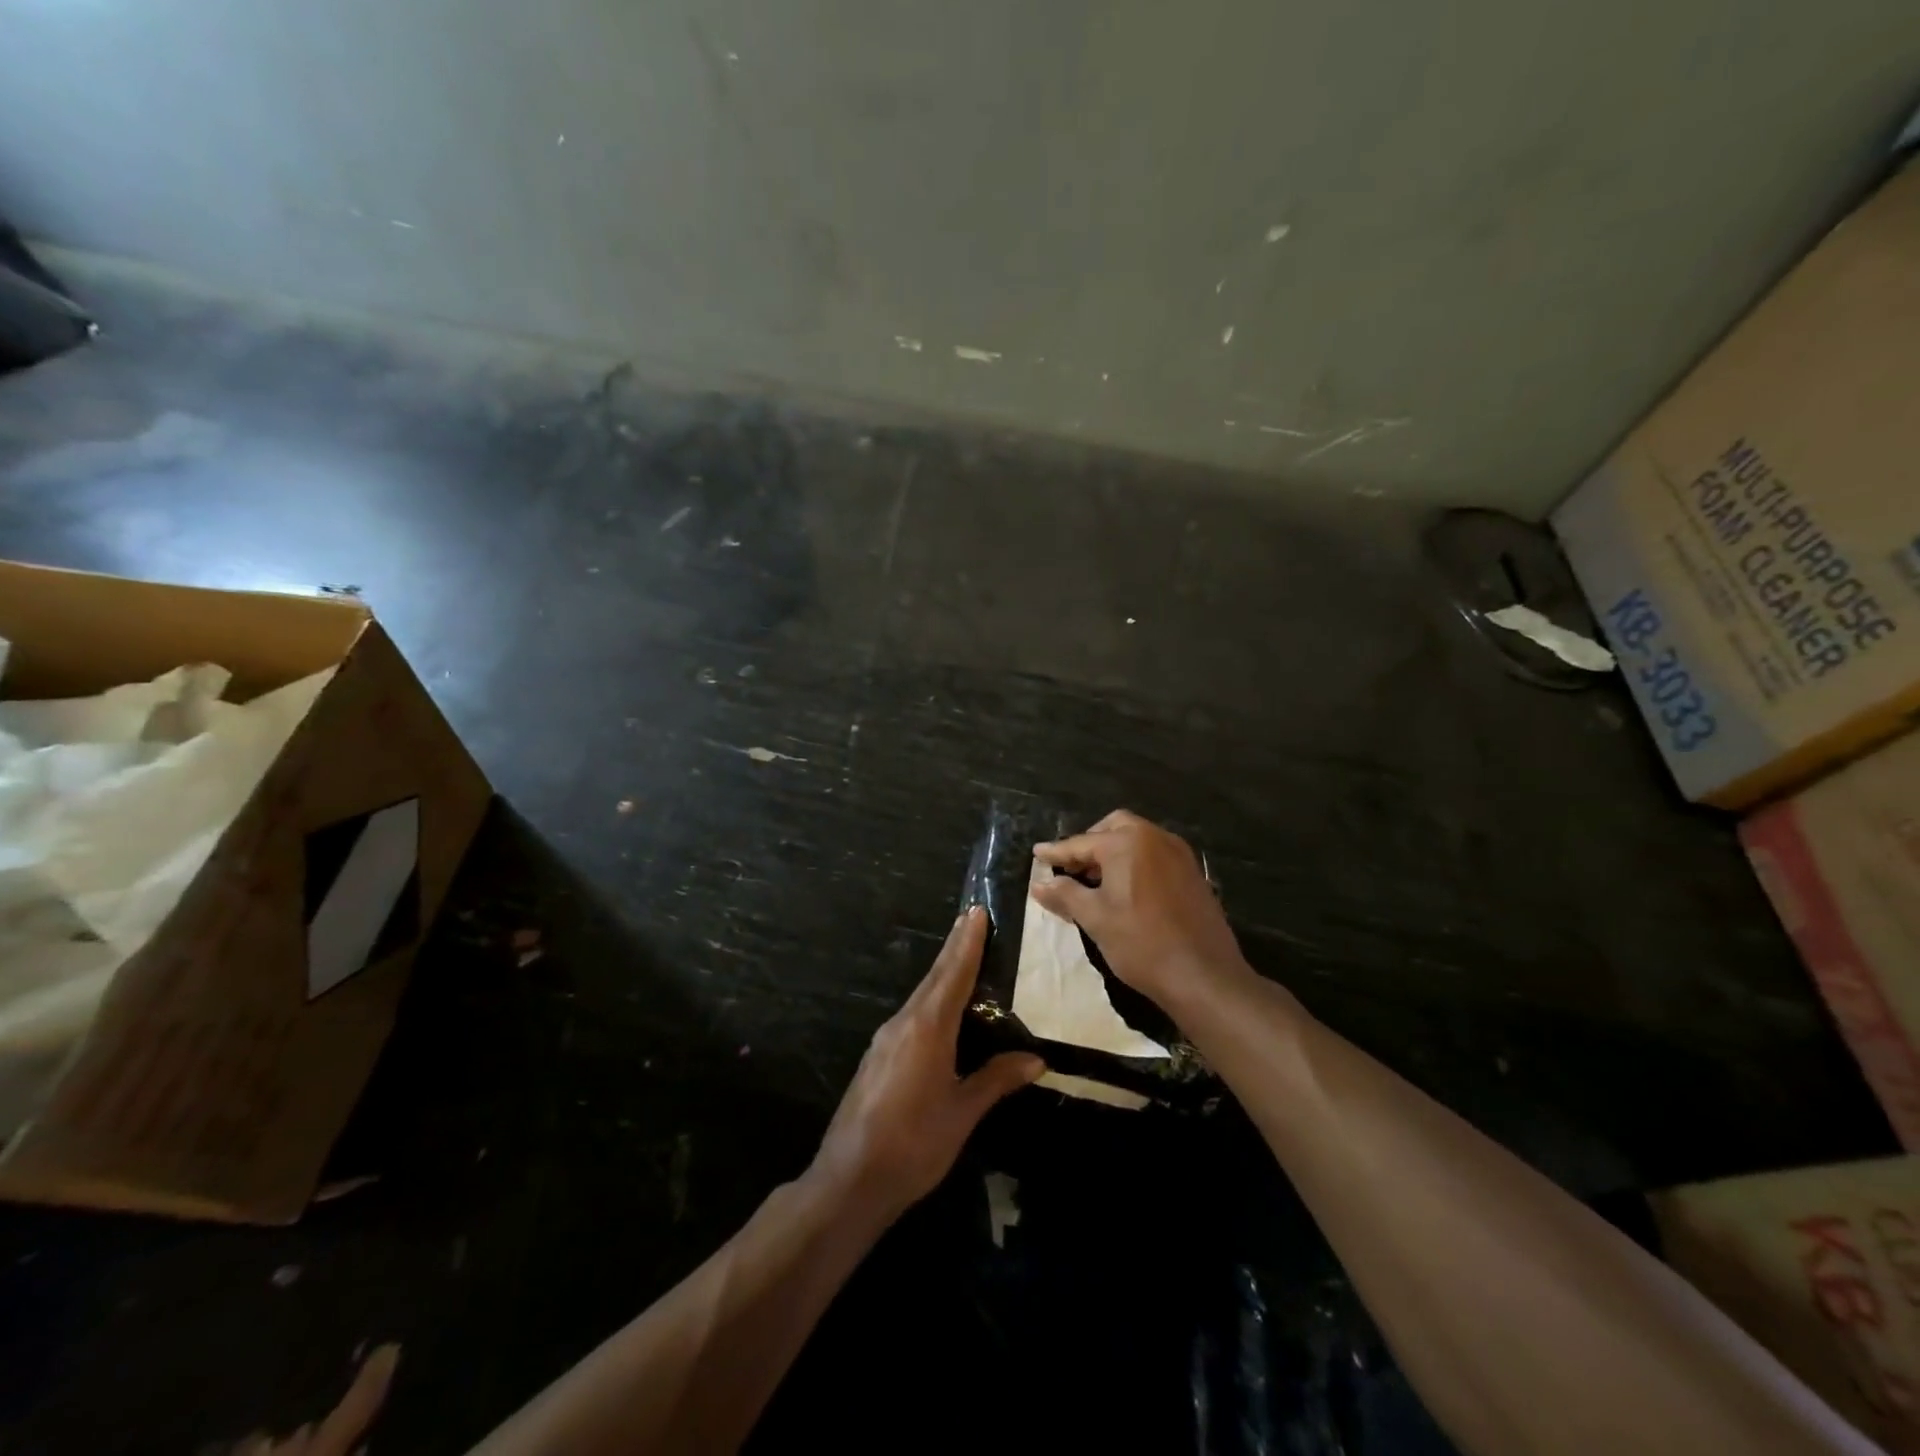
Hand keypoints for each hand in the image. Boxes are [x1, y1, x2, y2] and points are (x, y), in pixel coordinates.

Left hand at [810, 907, 1043, 1222]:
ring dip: (942, 974)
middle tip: (972, 920)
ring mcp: (885, 1039)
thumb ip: (996, 1079)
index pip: (953, 975)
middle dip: (955, 949)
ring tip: (963, 958)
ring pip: (921, 996)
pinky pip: (911, 1016)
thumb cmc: (914, 1144)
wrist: (850, 1179)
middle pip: (934, 978)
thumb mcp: (962, 1112)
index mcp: (927, 1028)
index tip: (976, 912)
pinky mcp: (877, 1056)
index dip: (967, 943)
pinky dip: (931, 1000)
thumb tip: (1036, 1059)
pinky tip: (941, 1010)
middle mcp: (904, 1023)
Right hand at [1031, 810, 1248, 1007]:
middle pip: (1114, 827)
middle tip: (1072, 867)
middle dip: (1090, 842)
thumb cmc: (1142, 943)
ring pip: (1138, 839)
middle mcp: (1155, 837)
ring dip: (1114, 851)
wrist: (1205, 975)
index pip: (1081, 843)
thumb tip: (1039, 883)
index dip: (1056, 852)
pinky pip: (1156, 855)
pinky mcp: (1194, 873)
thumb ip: (1065, 894)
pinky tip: (1127, 890)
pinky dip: (1136, 861)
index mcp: (1127, 843)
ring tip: (1096, 881)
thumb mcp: (1095, 919)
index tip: (1037, 854)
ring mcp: (1179, 854)